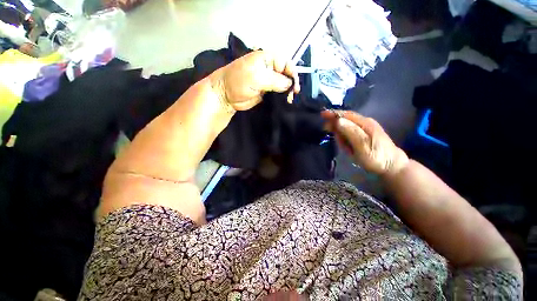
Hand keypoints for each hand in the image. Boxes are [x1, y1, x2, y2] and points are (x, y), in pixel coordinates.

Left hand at [211, 51, 299, 110]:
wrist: (226, 96)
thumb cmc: (238, 82)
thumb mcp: (257, 77)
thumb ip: (275, 80)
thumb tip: (289, 84)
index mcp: (267, 59)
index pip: (286, 63)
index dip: (292, 73)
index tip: (295, 86)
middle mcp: (269, 69)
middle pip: (286, 74)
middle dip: (291, 84)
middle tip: (292, 95)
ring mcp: (268, 81)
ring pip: (283, 85)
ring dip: (287, 92)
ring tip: (289, 100)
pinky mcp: (266, 92)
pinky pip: (277, 93)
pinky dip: (282, 97)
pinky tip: (285, 102)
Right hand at [322, 110, 408, 175]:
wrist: (391, 166)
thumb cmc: (376, 157)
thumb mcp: (362, 146)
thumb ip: (350, 132)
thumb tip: (338, 120)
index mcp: (365, 123)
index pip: (346, 114)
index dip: (333, 114)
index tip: (322, 114)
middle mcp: (364, 123)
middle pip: (344, 120)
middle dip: (338, 131)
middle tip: (340, 143)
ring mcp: (364, 128)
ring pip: (345, 129)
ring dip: (342, 138)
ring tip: (348, 150)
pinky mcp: (363, 134)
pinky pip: (349, 134)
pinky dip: (346, 141)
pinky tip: (350, 149)